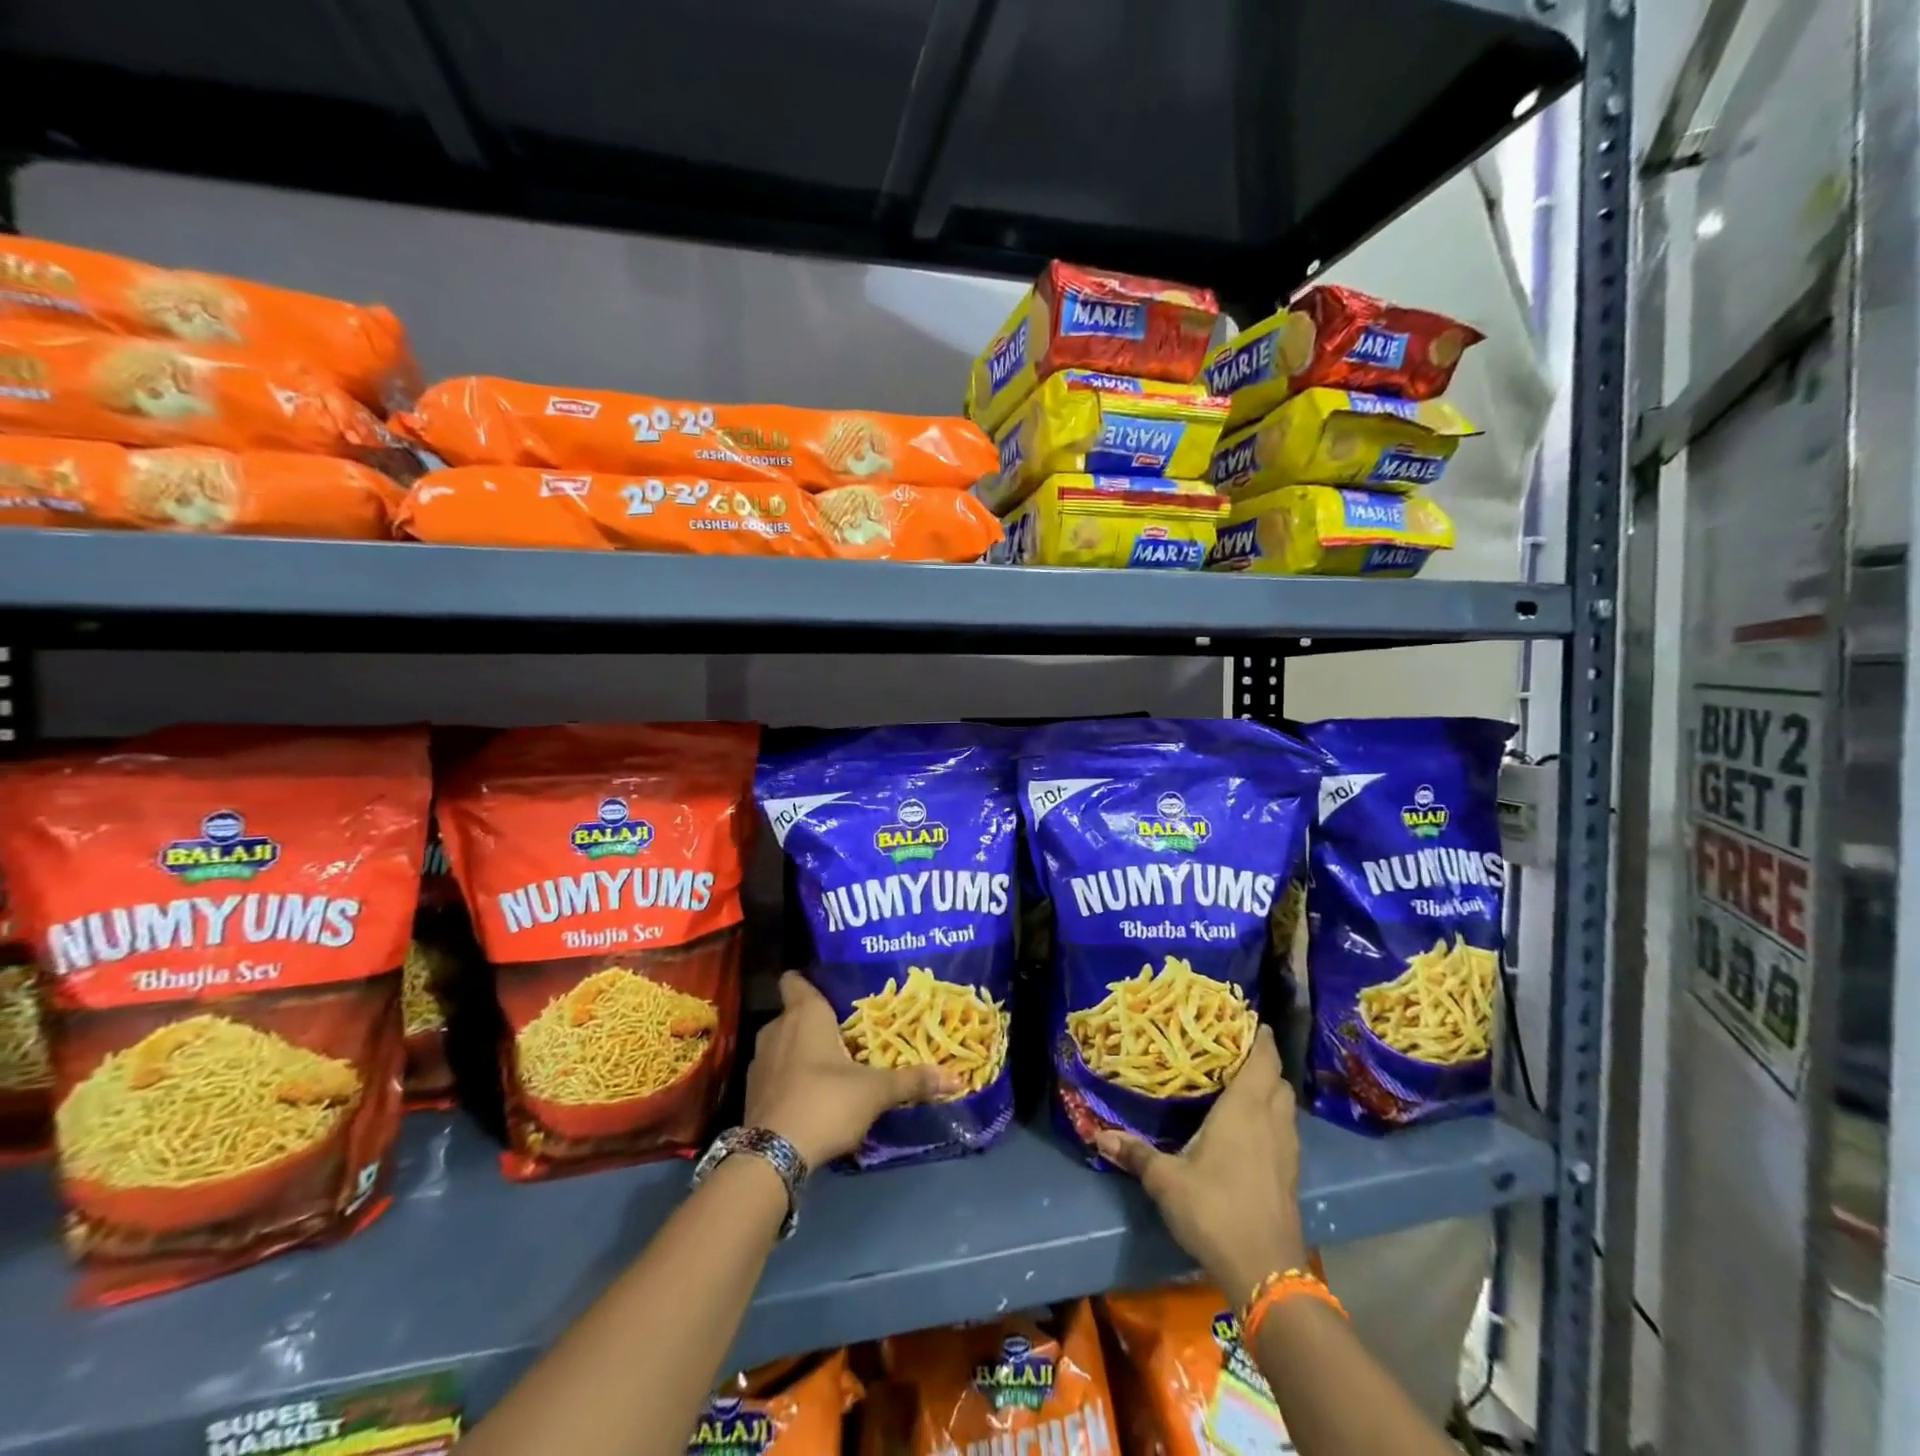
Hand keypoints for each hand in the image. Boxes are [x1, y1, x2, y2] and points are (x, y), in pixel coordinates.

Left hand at [744, 972, 959, 1168]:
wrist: (772, 1156)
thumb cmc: (825, 1101)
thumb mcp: (875, 1091)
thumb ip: (912, 1081)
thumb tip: (955, 1078)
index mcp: (805, 1014)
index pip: (795, 979)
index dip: (810, 980)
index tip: (832, 990)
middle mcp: (777, 1028)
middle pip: (795, 1013)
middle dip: (817, 1023)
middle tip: (848, 1034)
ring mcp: (760, 1061)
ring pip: (783, 1044)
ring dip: (802, 1052)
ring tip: (832, 1066)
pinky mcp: (751, 1092)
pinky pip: (775, 1073)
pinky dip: (790, 1078)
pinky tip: (812, 1096)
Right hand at [1094, 1025, 1309, 1302]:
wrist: (1265, 1272)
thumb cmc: (1215, 1210)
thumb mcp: (1166, 1180)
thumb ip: (1135, 1154)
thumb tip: (1099, 1135)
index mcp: (1245, 1109)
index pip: (1263, 1060)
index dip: (1260, 1038)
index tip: (1248, 1021)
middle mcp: (1272, 1121)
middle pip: (1278, 1079)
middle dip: (1264, 1062)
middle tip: (1235, 1051)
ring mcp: (1287, 1150)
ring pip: (1286, 1106)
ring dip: (1271, 1090)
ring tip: (1243, 1084)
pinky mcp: (1291, 1175)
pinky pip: (1286, 1130)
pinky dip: (1274, 1118)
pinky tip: (1251, 1129)